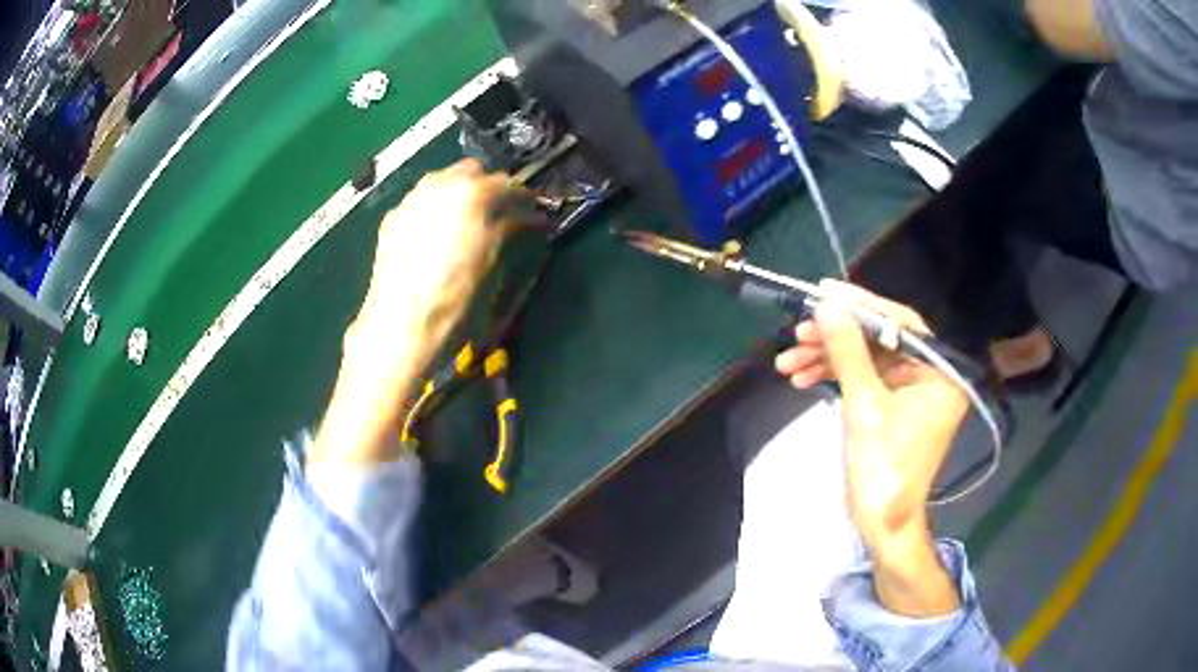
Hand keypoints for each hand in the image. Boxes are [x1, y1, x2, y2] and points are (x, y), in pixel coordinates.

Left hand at [313, 160, 512, 465]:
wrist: (399, 323)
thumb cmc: (453, 297)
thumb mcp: (489, 262)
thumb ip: (507, 228)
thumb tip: (524, 216)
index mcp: (470, 192)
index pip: (505, 182)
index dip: (520, 197)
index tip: (528, 213)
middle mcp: (438, 184)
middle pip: (470, 170)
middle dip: (486, 186)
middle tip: (496, 213)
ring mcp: (411, 198)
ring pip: (441, 180)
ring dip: (457, 192)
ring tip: (464, 221)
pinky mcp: (392, 217)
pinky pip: (420, 200)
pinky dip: (433, 207)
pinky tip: (434, 233)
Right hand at [775, 280, 965, 615]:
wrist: (882, 524)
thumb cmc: (884, 470)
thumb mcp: (865, 408)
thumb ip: (848, 352)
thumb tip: (827, 305)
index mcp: (940, 372)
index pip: (902, 323)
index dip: (862, 305)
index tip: (824, 293)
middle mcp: (930, 374)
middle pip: (879, 339)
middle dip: (836, 338)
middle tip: (797, 332)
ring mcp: (910, 390)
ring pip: (865, 358)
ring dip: (827, 358)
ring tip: (788, 362)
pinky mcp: (892, 404)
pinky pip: (863, 379)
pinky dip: (833, 377)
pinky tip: (802, 378)